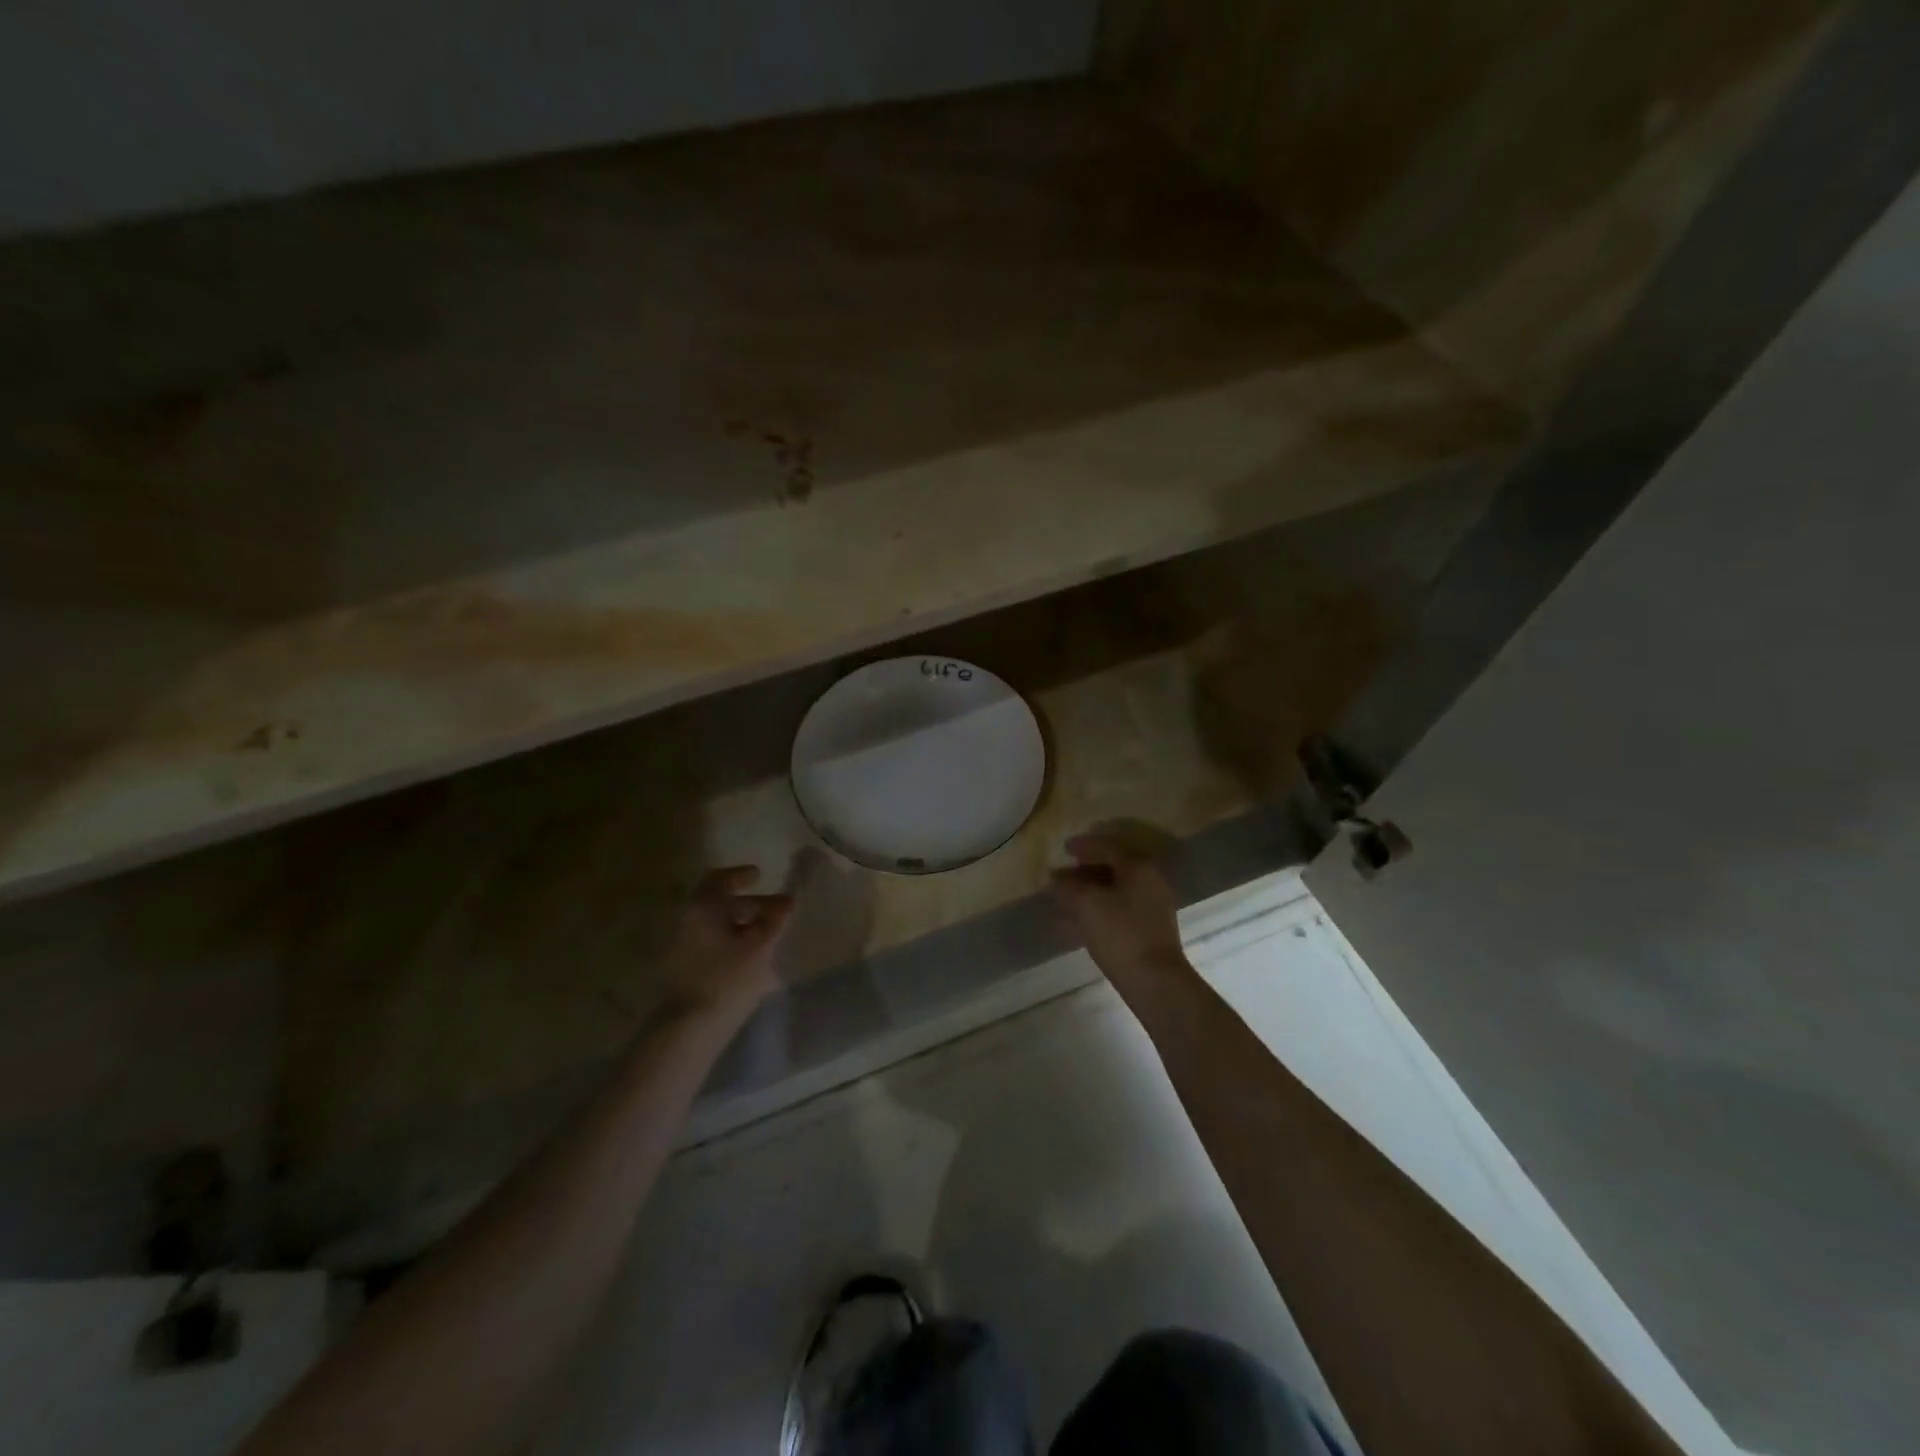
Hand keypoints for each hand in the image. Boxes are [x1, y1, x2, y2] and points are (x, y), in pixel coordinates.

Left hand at [657, 866, 794, 1022]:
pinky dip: (734, 944)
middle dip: (752, 906)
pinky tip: (755, 961)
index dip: (741, 875)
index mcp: (704, 908)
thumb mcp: (761, 948)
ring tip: (771, 939)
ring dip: (744, 927)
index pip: (721, 879)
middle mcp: (689, 921)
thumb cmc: (727, 981)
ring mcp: (683, 947)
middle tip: (779, 913)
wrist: (688, 1030)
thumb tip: (789, 900)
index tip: (761, 876)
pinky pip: (714, 946)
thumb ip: (776, 921)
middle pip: (722, 904)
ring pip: (718, 927)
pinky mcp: (685, 970)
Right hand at [1051, 834, 1189, 987]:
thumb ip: (1068, 887)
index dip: (1083, 846)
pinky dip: (1096, 912)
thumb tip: (1057, 879)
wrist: (1155, 981)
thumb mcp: (1086, 904)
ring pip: (1113, 892)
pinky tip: (1076, 925)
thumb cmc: (1120, 933)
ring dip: (1088, 894)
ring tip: (1063, 902)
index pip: (1107, 847)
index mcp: (1138, 867)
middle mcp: (1149, 882)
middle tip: (1061, 877)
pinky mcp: (1148, 930)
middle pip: (1112, 869)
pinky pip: (1117, 911)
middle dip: (1083, 872)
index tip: (1064, 848)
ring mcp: (1151, 907)